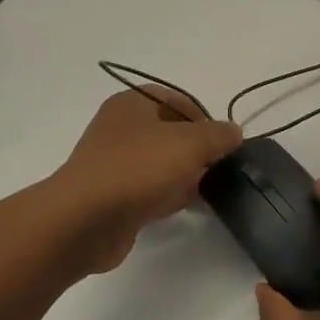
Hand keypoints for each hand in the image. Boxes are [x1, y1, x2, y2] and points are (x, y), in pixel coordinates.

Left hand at [50, 87, 241, 272]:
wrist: (86, 220)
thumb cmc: (137, 168)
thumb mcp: (189, 143)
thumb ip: (217, 135)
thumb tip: (234, 132)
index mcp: (131, 104)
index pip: (174, 99)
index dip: (201, 116)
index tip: (222, 140)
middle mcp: (119, 129)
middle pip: (168, 133)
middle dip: (196, 149)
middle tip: (219, 167)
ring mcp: (114, 165)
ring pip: (159, 164)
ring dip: (184, 175)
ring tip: (209, 189)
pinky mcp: (114, 197)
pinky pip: (148, 190)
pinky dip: (168, 196)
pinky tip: (186, 206)